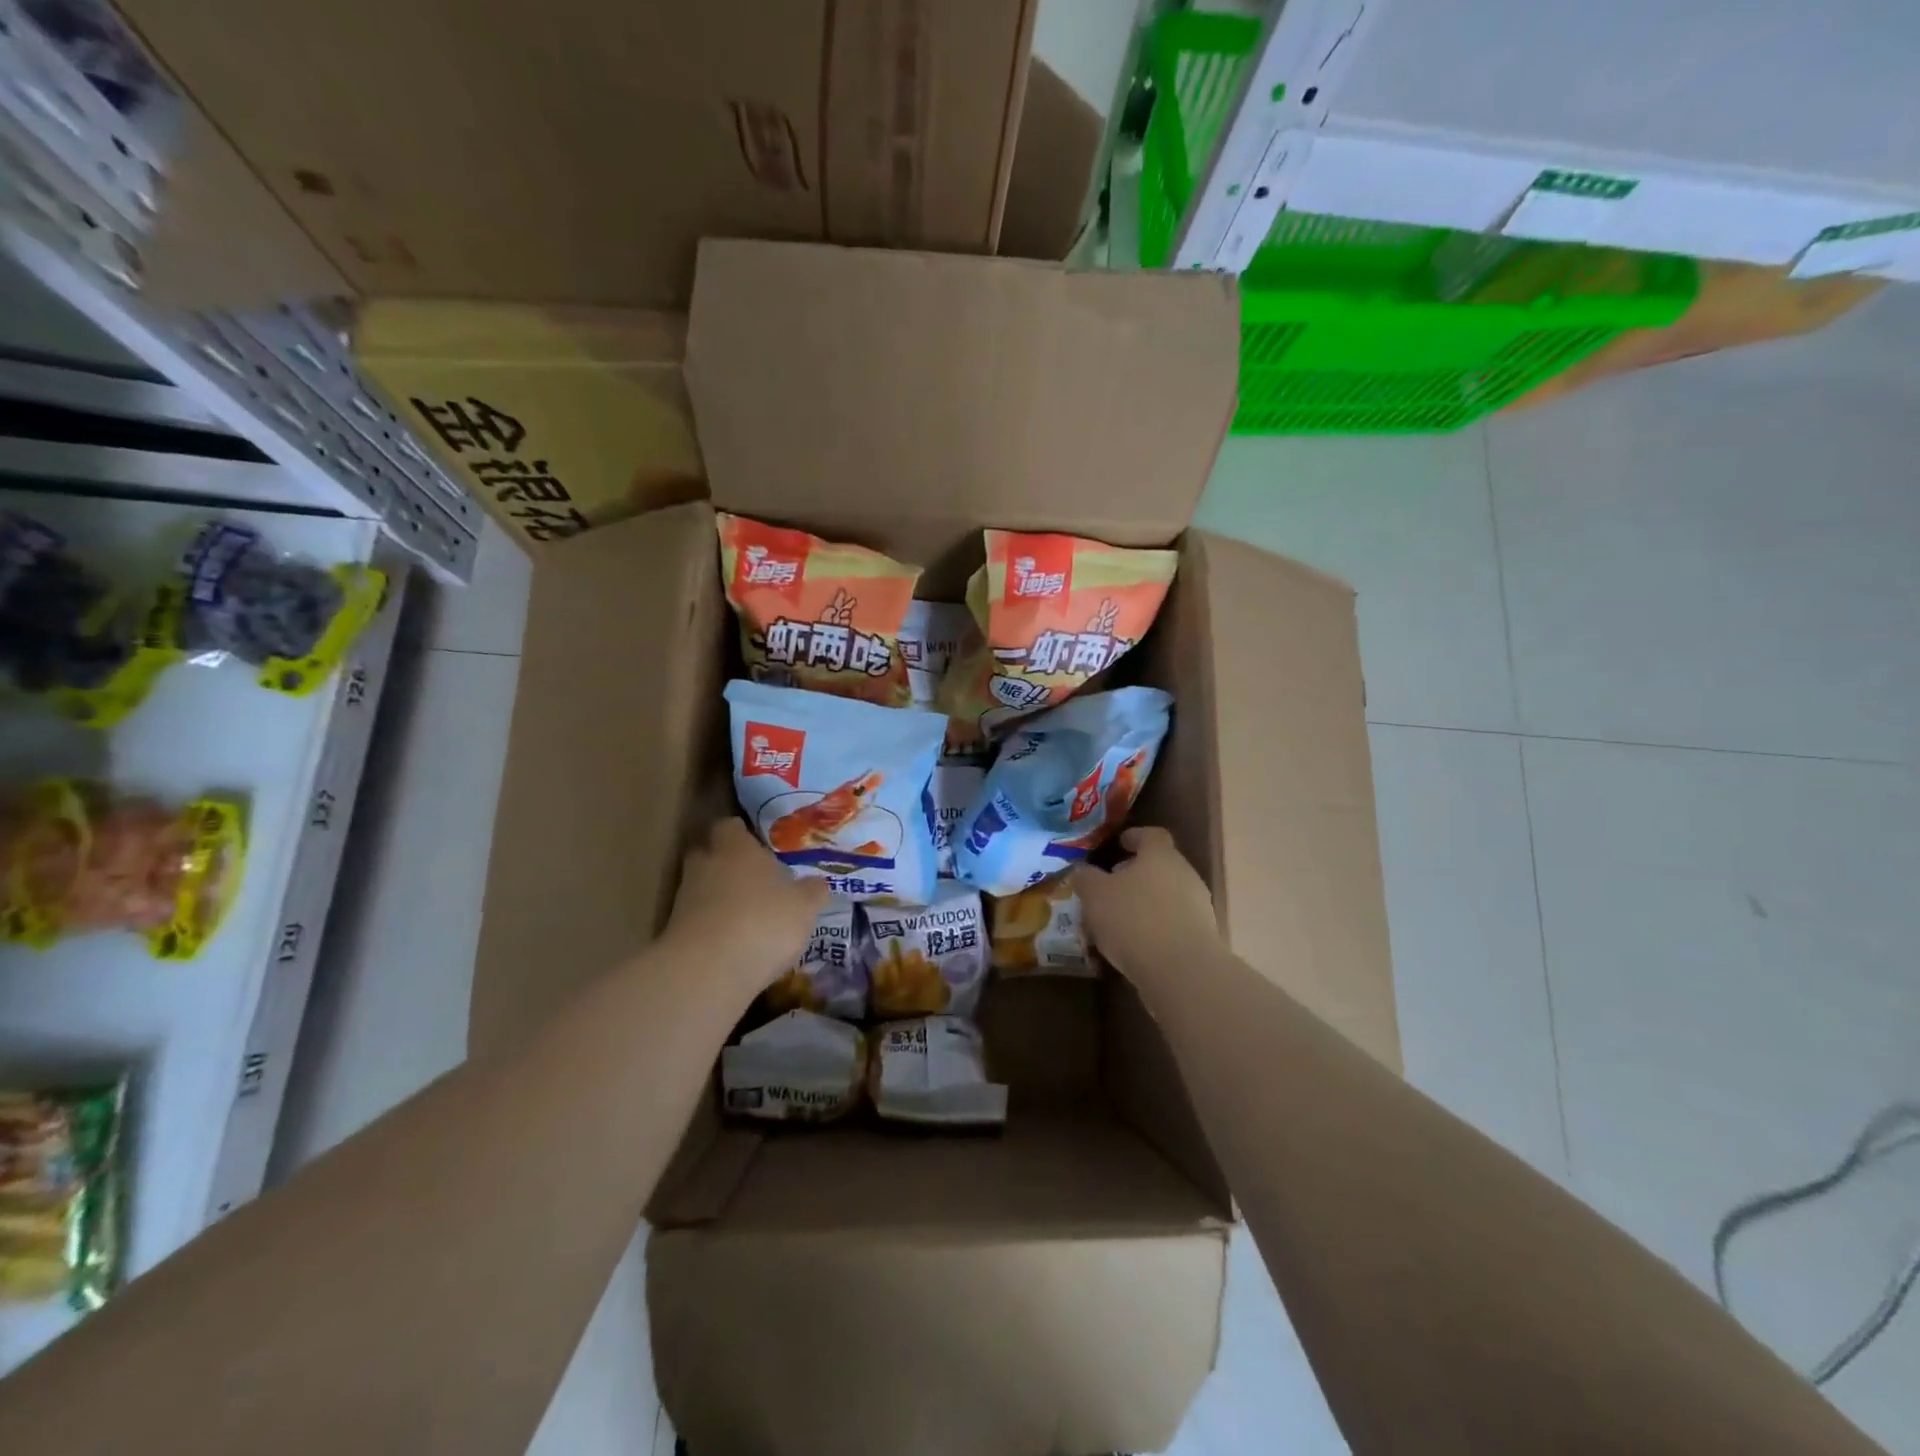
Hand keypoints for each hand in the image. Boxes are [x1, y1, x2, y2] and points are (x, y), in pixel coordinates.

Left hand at [663, 819, 829, 998]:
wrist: (708, 971)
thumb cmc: (764, 922)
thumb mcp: (805, 906)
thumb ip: (813, 891)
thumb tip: (817, 884)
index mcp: (736, 847)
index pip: (731, 826)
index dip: (743, 834)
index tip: (759, 845)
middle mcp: (706, 865)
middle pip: (711, 854)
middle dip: (728, 864)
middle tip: (754, 879)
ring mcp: (685, 899)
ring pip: (703, 888)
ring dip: (720, 898)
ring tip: (748, 916)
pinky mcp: (674, 932)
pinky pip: (698, 920)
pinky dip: (713, 926)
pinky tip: (734, 943)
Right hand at [1074, 827, 1220, 991]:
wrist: (1182, 970)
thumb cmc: (1134, 919)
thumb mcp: (1095, 895)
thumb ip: (1086, 878)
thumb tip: (1082, 870)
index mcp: (1160, 855)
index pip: (1152, 835)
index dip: (1135, 836)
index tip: (1120, 843)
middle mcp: (1184, 874)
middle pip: (1161, 865)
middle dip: (1137, 873)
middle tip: (1113, 884)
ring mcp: (1198, 906)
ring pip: (1168, 895)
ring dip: (1147, 901)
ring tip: (1120, 918)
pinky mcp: (1203, 936)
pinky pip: (1175, 922)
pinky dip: (1157, 926)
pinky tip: (1137, 943)